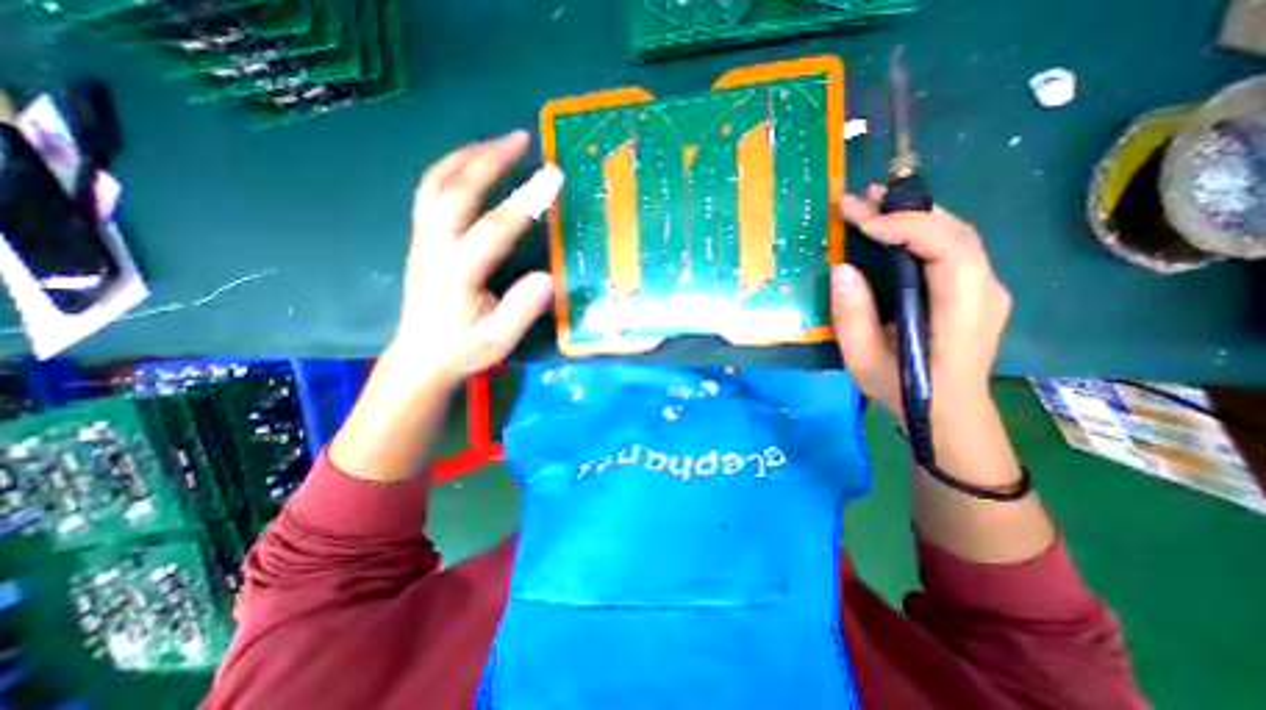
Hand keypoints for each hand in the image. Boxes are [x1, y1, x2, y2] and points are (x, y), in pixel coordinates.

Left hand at [385, 129, 563, 391]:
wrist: (421, 357)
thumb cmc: (463, 350)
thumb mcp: (498, 341)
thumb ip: (522, 311)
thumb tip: (548, 278)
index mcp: (457, 273)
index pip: (494, 228)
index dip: (525, 201)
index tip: (553, 176)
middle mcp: (435, 248)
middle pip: (456, 190)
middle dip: (490, 159)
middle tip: (521, 138)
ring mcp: (422, 240)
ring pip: (436, 184)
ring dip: (467, 156)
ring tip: (497, 142)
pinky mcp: (420, 239)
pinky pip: (430, 192)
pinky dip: (450, 169)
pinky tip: (471, 165)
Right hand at [826, 186, 1015, 414]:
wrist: (947, 413)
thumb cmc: (904, 390)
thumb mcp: (864, 359)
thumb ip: (853, 316)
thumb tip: (842, 269)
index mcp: (962, 310)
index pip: (949, 248)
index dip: (907, 227)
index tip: (862, 223)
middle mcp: (984, 290)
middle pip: (956, 232)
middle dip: (907, 210)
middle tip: (862, 199)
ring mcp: (984, 288)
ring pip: (956, 235)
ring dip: (914, 215)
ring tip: (874, 204)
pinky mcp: (973, 290)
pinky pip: (952, 248)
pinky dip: (921, 231)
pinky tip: (894, 229)